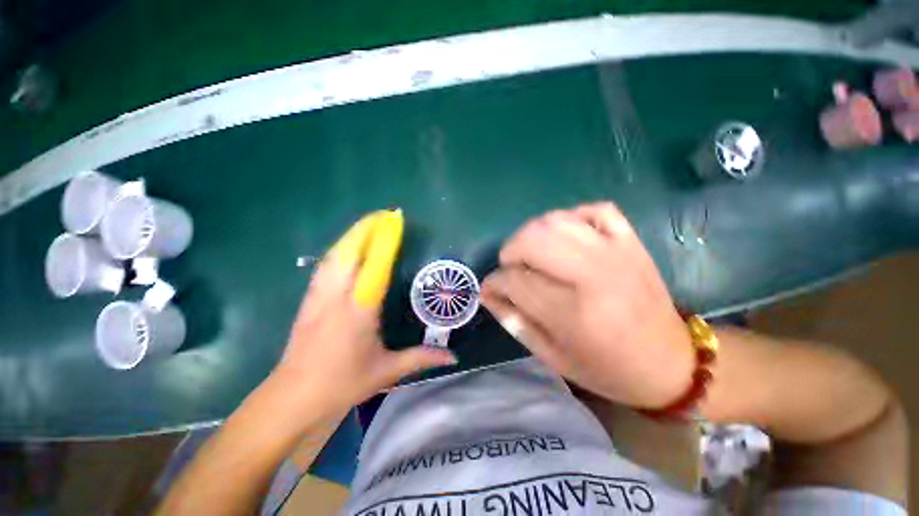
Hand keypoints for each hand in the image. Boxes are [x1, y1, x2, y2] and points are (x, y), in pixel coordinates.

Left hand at [273, 211, 455, 414]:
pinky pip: (324, 266)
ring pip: (334, 255)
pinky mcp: (308, 300)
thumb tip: (453, 357)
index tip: (395, 221)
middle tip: (384, 215)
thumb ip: (422, 358)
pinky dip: (338, 250)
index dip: (386, 240)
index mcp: (359, 310)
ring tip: (368, 225)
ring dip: (351, 236)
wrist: (294, 398)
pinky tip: (346, 248)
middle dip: (366, 228)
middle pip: (349, 251)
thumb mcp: (387, 371)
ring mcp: (318, 296)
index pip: (375, 265)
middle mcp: (337, 296)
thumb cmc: (343, 384)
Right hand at [481, 203, 693, 407]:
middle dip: (509, 251)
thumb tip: (487, 294)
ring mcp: (616, 252)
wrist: (672, 362)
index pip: (515, 280)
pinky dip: (572, 218)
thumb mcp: (553, 357)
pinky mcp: (631, 241)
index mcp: (573, 314)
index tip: (490, 288)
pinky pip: (594, 210)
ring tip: (533, 254)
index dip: (494, 282)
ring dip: (533, 233)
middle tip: (511, 268)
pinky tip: (567, 237)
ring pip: (556, 220)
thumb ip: (515, 323)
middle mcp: (593, 275)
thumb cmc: (607, 368)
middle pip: (532, 239)